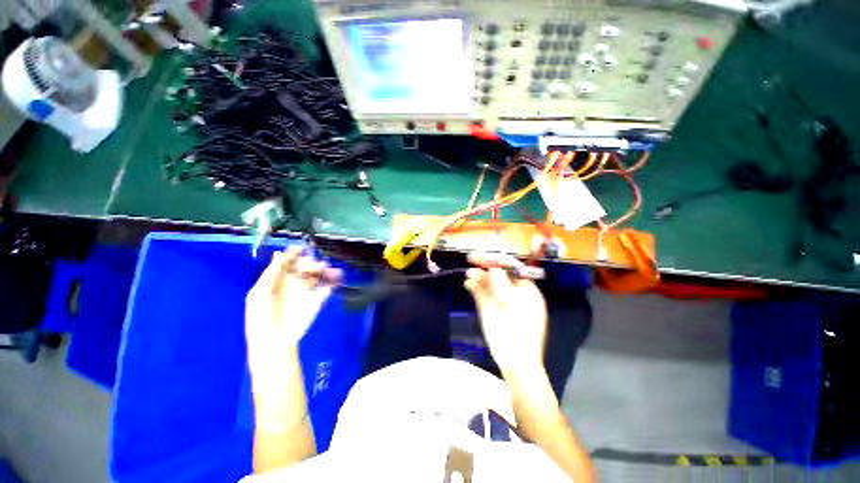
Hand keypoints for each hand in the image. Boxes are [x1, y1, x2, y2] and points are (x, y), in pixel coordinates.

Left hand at [245, 247, 341, 369]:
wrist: (275, 342)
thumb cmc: (261, 318)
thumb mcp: (260, 294)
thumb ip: (270, 274)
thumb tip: (278, 253)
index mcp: (277, 280)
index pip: (288, 263)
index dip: (295, 254)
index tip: (303, 248)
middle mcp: (293, 283)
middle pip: (305, 267)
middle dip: (311, 263)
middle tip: (315, 265)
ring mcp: (306, 291)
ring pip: (318, 275)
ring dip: (325, 270)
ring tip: (329, 270)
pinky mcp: (317, 300)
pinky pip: (327, 287)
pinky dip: (333, 281)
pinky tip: (336, 277)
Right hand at [464, 252, 547, 373]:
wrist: (515, 360)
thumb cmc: (521, 331)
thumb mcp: (514, 304)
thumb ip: (502, 284)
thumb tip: (493, 268)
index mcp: (526, 290)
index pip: (512, 268)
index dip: (497, 260)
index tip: (485, 256)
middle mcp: (512, 292)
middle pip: (498, 273)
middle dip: (485, 266)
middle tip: (471, 258)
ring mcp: (499, 299)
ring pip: (487, 282)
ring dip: (478, 276)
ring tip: (469, 274)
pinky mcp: (488, 308)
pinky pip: (480, 293)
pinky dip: (474, 287)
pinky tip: (468, 283)